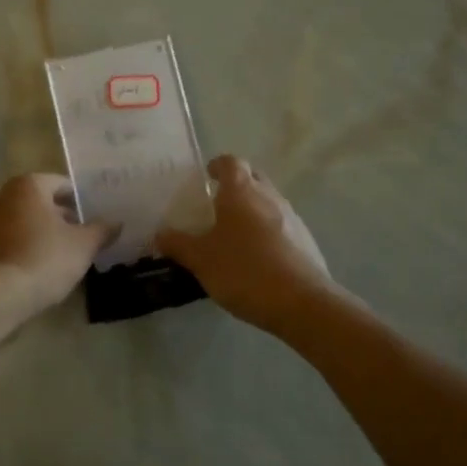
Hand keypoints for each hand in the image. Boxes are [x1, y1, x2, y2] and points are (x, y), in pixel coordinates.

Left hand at [0, 173, 114, 315]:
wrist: (1, 294)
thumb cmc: (46, 258)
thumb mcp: (84, 244)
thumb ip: (102, 230)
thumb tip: (116, 223)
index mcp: (29, 185)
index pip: (63, 184)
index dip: (83, 200)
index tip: (97, 217)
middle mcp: (5, 196)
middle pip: (43, 202)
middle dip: (64, 216)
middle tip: (86, 235)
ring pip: (27, 221)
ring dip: (45, 232)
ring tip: (67, 253)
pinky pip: (13, 239)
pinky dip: (28, 246)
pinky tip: (43, 266)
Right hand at [156, 155, 334, 334]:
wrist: (302, 303)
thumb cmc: (244, 271)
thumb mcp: (201, 260)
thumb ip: (178, 244)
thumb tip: (160, 233)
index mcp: (241, 192)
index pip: (230, 162)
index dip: (217, 166)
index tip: (206, 177)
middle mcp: (269, 196)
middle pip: (252, 178)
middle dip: (235, 186)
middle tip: (216, 206)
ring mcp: (292, 218)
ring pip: (269, 202)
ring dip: (252, 211)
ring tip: (234, 236)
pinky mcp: (306, 241)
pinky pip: (282, 226)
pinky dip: (267, 233)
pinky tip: (257, 259)